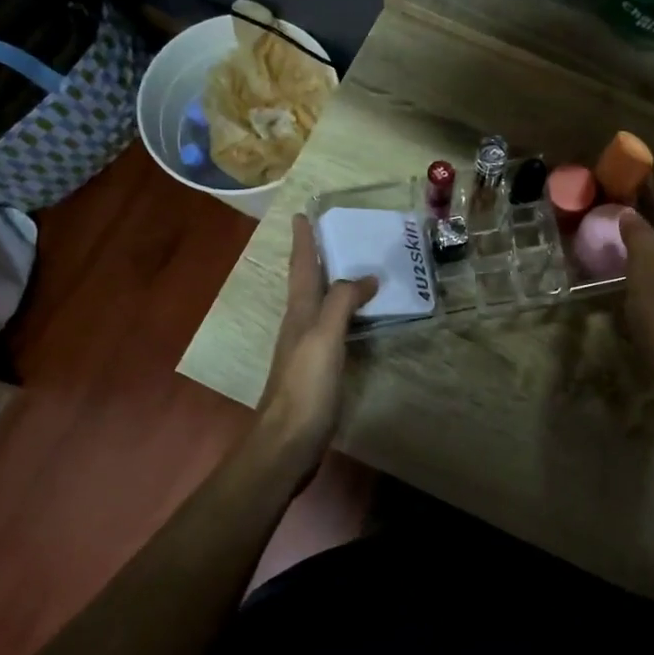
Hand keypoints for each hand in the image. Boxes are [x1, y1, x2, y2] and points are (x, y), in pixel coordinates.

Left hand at [254, 214, 377, 465]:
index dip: (302, 240)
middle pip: (307, 282)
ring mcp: (306, 348)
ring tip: (351, 267)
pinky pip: (332, 327)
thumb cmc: (305, 386)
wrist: (288, 440)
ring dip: (330, 282)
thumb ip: (341, 303)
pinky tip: (355, 317)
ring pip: (318, 304)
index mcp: (299, 312)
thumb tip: (365, 276)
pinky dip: (343, 312)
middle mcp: (299, 324)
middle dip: (315, 256)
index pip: (301, 266)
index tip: (302, 214)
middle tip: (332, 233)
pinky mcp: (316, 368)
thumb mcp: (324, 337)